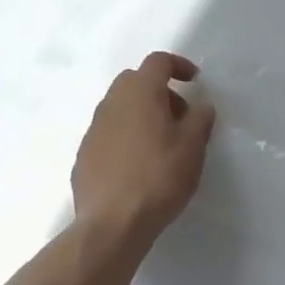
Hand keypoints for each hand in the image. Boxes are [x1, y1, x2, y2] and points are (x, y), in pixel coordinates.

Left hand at [72, 52, 215, 245]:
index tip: (194, 81)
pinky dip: (126, 137)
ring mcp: (93, 128)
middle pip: (135, 81)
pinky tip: (138, 166)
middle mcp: (112, 102)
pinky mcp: (84, 155)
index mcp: (140, 91)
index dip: (178, 65)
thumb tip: (200, 106)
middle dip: (159, 91)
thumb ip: (200, 118)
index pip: (158, 61)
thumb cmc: (158, 176)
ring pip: (120, 107)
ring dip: (141, 114)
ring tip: (161, 144)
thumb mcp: (193, 147)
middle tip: (179, 116)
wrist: (112, 224)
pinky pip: (109, 133)